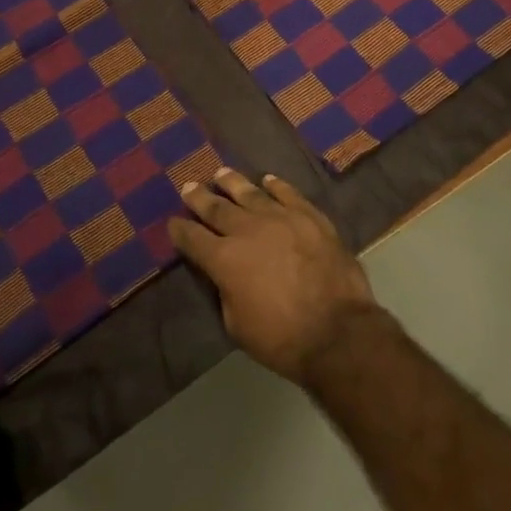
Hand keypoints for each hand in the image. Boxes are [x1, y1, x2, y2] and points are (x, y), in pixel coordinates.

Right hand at [170, 168, 379, 383]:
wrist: (337, 329)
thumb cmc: (281, 337)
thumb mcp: (236, 324)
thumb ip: (226, 292)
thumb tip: (225, 275)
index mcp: (224, 259)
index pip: (193, 239)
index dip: (180, 230)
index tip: (173, 222)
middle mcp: (248, 230)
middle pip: (218, 208)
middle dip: (200, 197)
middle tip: (188, 185)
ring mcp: (281, 218)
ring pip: (251, 193)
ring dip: (233, 183)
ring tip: (222, 173)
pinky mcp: (309, 216)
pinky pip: (288, 194)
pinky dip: (276, 185)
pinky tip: (268, 180)